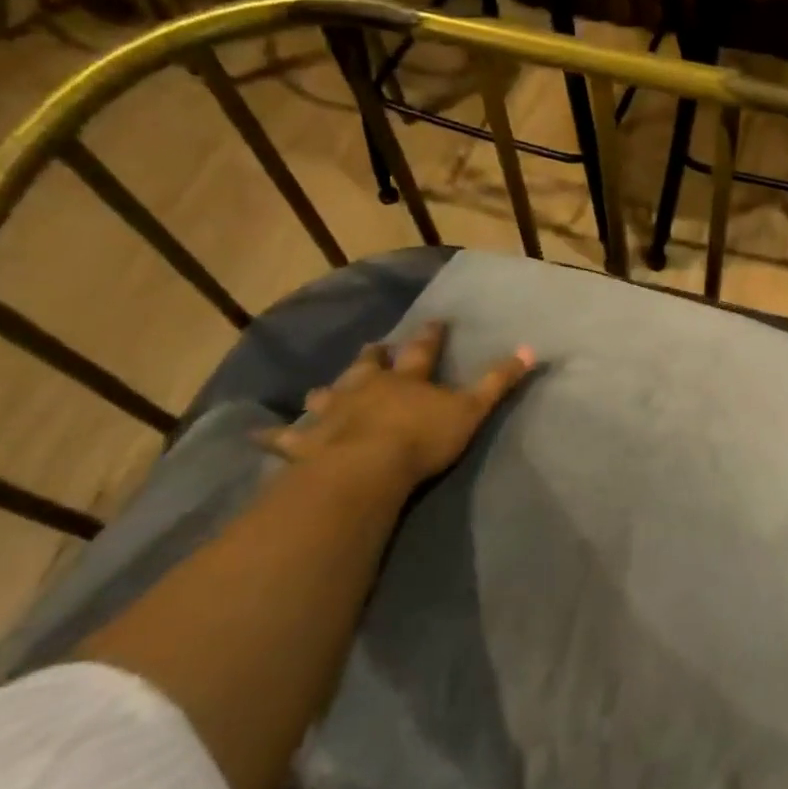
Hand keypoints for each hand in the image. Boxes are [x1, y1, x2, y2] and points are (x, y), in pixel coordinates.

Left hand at [261, 322, 533, 493]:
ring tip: (321, 388)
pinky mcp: (307, 443)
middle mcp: (367, 388)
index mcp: (408, 379)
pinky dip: (275, 436)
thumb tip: (531, 348)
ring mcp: (334, 413)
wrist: (367, 469)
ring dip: (328, 391)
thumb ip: (498, 381)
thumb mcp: (471, 409)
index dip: (430, 335)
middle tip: (374, 347)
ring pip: (329, 395)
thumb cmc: (422, 438)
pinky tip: (256, 434)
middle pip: (370, 366)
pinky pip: (287, 438)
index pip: (423, 349)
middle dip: (374, 356)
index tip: (435, 320)